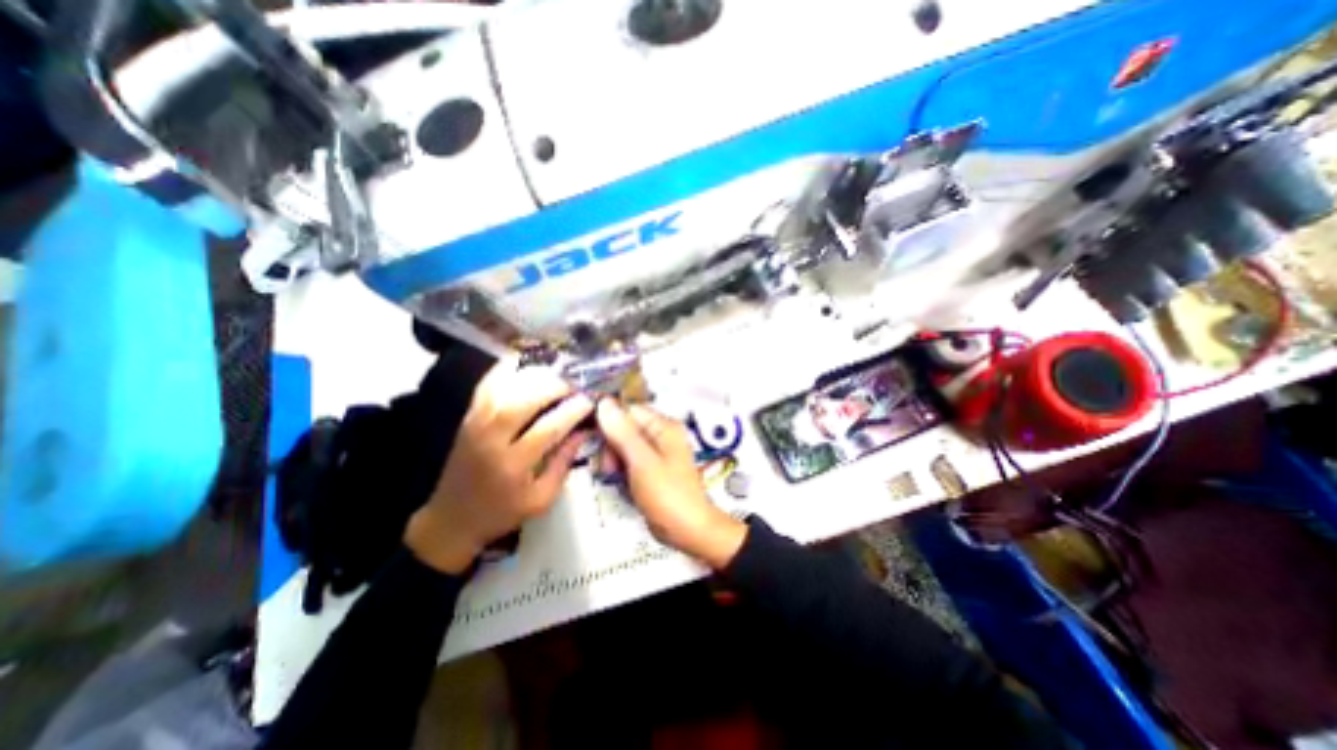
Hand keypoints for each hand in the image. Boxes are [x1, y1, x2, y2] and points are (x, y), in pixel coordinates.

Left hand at [404, 356, 591, 572]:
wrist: (452, 519)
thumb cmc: (502, 512)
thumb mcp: (541, 499)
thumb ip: (563, 463)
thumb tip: (583, 430)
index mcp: (513, 465)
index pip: (548, 428)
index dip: (572, 411)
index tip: (590, 401)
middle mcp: (491, 439)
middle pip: (523, 401)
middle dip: (554, 387)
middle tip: (574, 384)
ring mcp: (475, 424)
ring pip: (505, 388)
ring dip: (534, 376)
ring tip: (556, 374)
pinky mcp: (468, 417)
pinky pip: (486, 385)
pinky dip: (505, 371)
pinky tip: (524, 365)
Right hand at [598, 400, 748, 565]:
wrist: (687, 530)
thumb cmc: (667, 494)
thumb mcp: (641, 461)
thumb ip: (622, 432)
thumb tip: (604, 402)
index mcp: (664, 426)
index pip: (629, 410)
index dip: (609, 422)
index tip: (596, 439)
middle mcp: (662, 434)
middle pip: (626, 427)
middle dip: (611, 445)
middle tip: (608, 466)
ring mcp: (658, 452)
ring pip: (625, 445)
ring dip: (614, 459)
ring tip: (612, 476)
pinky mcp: (652, 468)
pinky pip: (630, 460)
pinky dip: (621, 469)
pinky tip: (618, 481)